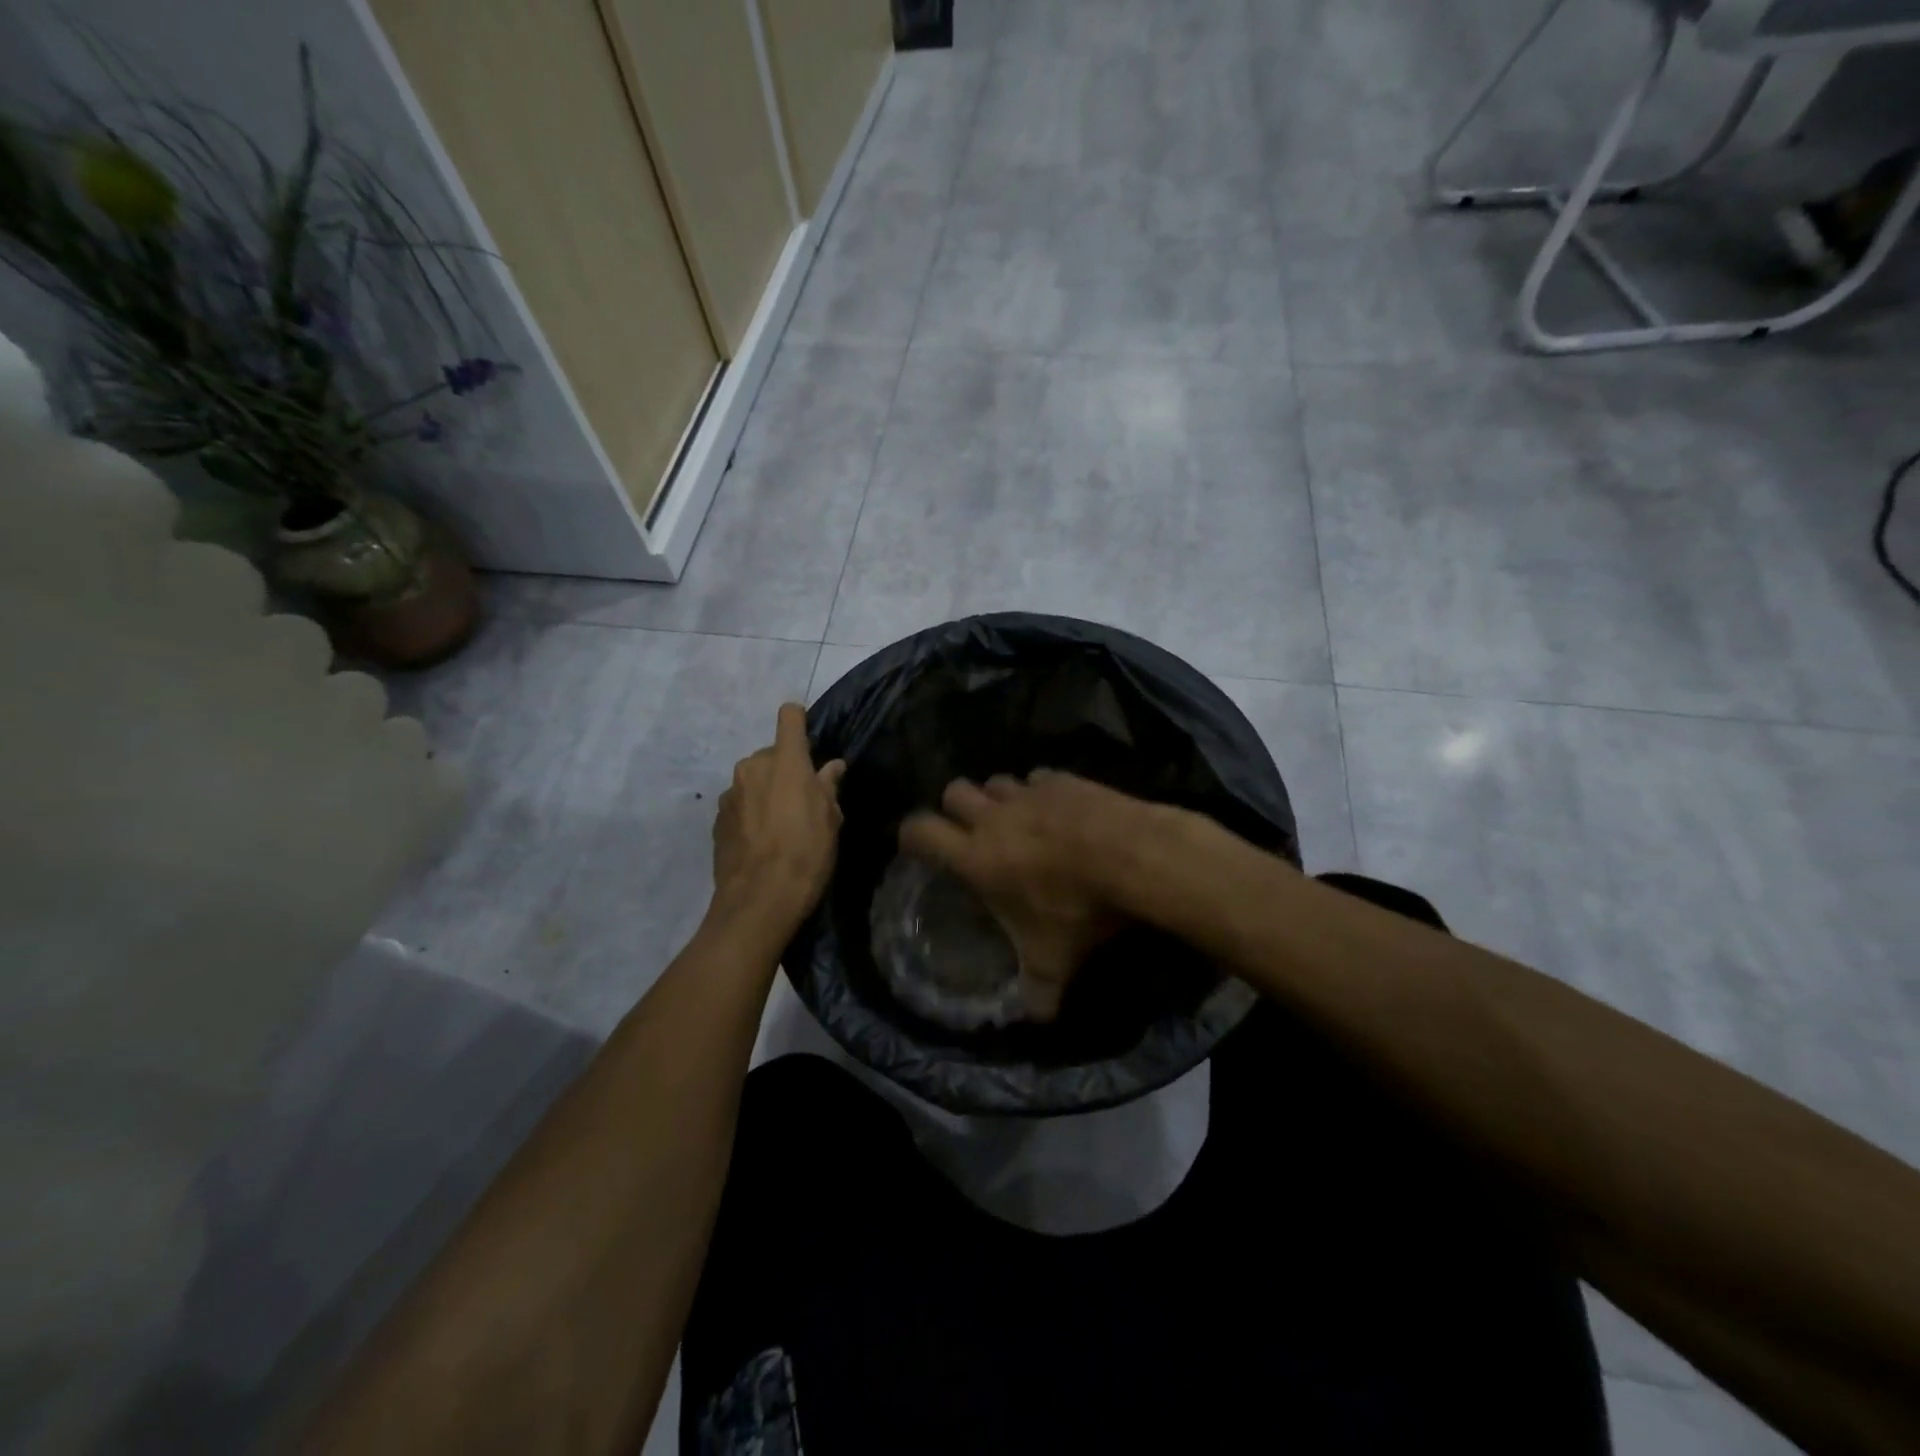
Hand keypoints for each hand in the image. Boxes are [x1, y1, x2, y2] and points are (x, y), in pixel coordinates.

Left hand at [711, 703, 845, 933]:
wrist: (758, 901)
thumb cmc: (806, 854)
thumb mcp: (830, 820)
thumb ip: (828, 787)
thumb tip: (832, 767)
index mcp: (785, 760)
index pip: (789, 717)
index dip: (800, 721)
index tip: (810, 740)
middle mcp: (752, 767)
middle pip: (773, 753)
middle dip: (786, 769)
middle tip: (803, 801)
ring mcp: (730, 793)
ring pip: (754, 779)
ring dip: (767, 791)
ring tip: (781, 825)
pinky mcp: (717, 819)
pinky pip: (740, 803)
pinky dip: (751, 812)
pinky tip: (762, 841)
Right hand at [898, 771, 1147, 1020]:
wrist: (1133, 856)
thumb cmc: (1080, 908)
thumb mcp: (1055, 960)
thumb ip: (1038, 991)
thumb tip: (1036, 1018)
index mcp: (976, 856)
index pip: (921, 831)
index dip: (911, 834)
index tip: (915, 845)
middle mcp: (995, 818)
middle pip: (954, 792)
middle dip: (955, 809)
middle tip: (971, 831)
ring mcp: (1029, 792)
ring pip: (996, 781)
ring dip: (997, 797)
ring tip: (1015, 819)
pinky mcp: (1063, 779)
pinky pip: (1037, 777)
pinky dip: (1040, 790)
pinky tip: (1057, 809)